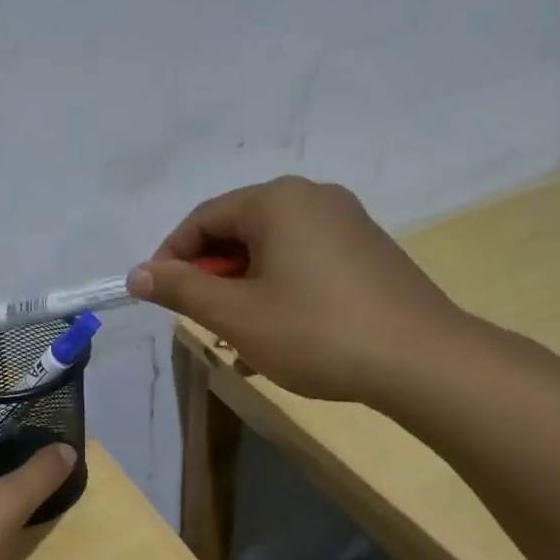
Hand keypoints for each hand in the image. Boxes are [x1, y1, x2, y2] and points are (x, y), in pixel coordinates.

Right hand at [126, 177, 471, 403]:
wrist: (423, 361)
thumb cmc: (316, 332)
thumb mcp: (236, 315)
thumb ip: (181, 290)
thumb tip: (136, 274)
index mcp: (277, 201)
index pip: (203, 219)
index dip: (171, 258)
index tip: (158, 298)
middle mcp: (313, 198)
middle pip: (237, 231)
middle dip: (210, 278)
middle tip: (200, 322)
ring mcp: (346, 223)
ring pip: (270, 252)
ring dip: (242, 291)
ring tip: (237, 340)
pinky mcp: (367, 252)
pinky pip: (302, 263)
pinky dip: (277, 292)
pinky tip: (275, 337)